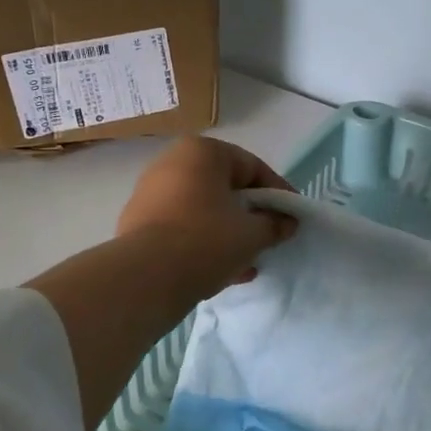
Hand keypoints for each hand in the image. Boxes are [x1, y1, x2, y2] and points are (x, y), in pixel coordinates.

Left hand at [115, 137, 296, 300]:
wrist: (145, 278)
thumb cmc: (207, 240)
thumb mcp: (253, 233)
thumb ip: (275, 224)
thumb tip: (287, 223)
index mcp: (202, 152)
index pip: (253, 168)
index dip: (278, 194)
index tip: (292, 217)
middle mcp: (172, 163)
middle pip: (226, 189)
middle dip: (250, 216)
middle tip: (270, 238)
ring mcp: (150, 194)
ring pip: (203, 211)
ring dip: (229, 234)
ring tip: (248, 262)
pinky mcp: (138, 224)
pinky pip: (182, 228)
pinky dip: (204, 244)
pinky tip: (222, 271)